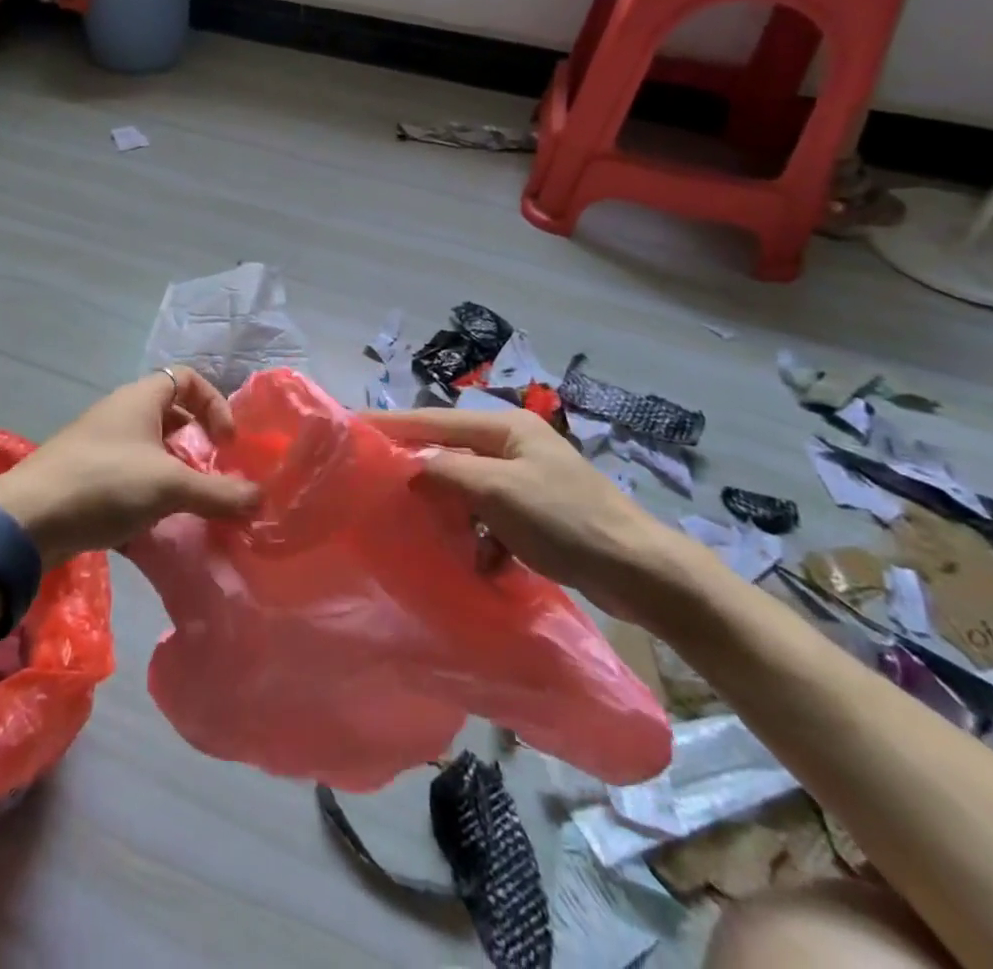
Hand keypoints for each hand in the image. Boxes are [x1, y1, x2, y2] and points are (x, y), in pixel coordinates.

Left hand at [0, 368, 260, 569]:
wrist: (27, 520)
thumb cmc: (104, 483)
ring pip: (151, 450)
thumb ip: (218, 493)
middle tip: (214, 475)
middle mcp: (120, 414)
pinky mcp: (87, 478)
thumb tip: (261, 499)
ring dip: (175, 473)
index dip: (214, 404)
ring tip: (191, 504)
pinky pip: (130, 477)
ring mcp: (100, 446)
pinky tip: (158, 526)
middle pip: (171, 416)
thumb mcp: (169, 486)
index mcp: (140, 399)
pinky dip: (150, 495)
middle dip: (197, 445)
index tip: (226, 442)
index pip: (187, 379)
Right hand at [367, 407, 687, 628]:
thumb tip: (407, 466)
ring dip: (447, 509)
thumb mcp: (498, 491)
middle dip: (417, 470)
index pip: (435, 419)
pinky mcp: (535, 514)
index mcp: (505, 427)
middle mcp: (513, 445)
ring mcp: (525, 480)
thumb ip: (447, 472)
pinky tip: (474, 560)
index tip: (352, 427)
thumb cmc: (567, 520)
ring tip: (418, 528)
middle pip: (450, 451)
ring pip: (467, 487)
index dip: (393, 424)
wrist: (640, 572)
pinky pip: (488, 516)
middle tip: (375, 483)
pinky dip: (477, 535)